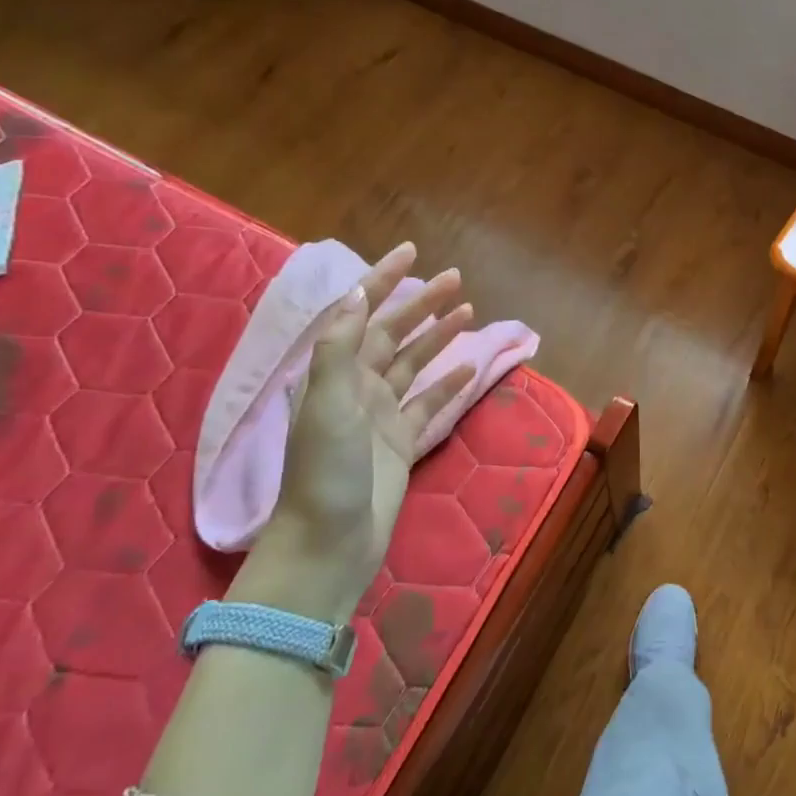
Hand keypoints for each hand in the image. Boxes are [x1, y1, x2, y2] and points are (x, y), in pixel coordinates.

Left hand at [239, 244, 474, 622]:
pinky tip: (470, 369)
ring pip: (414, 365)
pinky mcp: (402, 443)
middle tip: (457, 279)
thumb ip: (341, 350)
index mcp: (335, 374)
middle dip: (422, 304)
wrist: (329, 543)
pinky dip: (449, 385)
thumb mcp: (328, 405)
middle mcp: (357, 388)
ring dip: (438, 337)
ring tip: (468, 311)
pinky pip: (430, 405)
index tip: (410, 252)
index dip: (381, 281)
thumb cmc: (325, 472)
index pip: (360, 314)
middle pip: (393, 334)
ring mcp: (381, 416)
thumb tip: (354, 295)